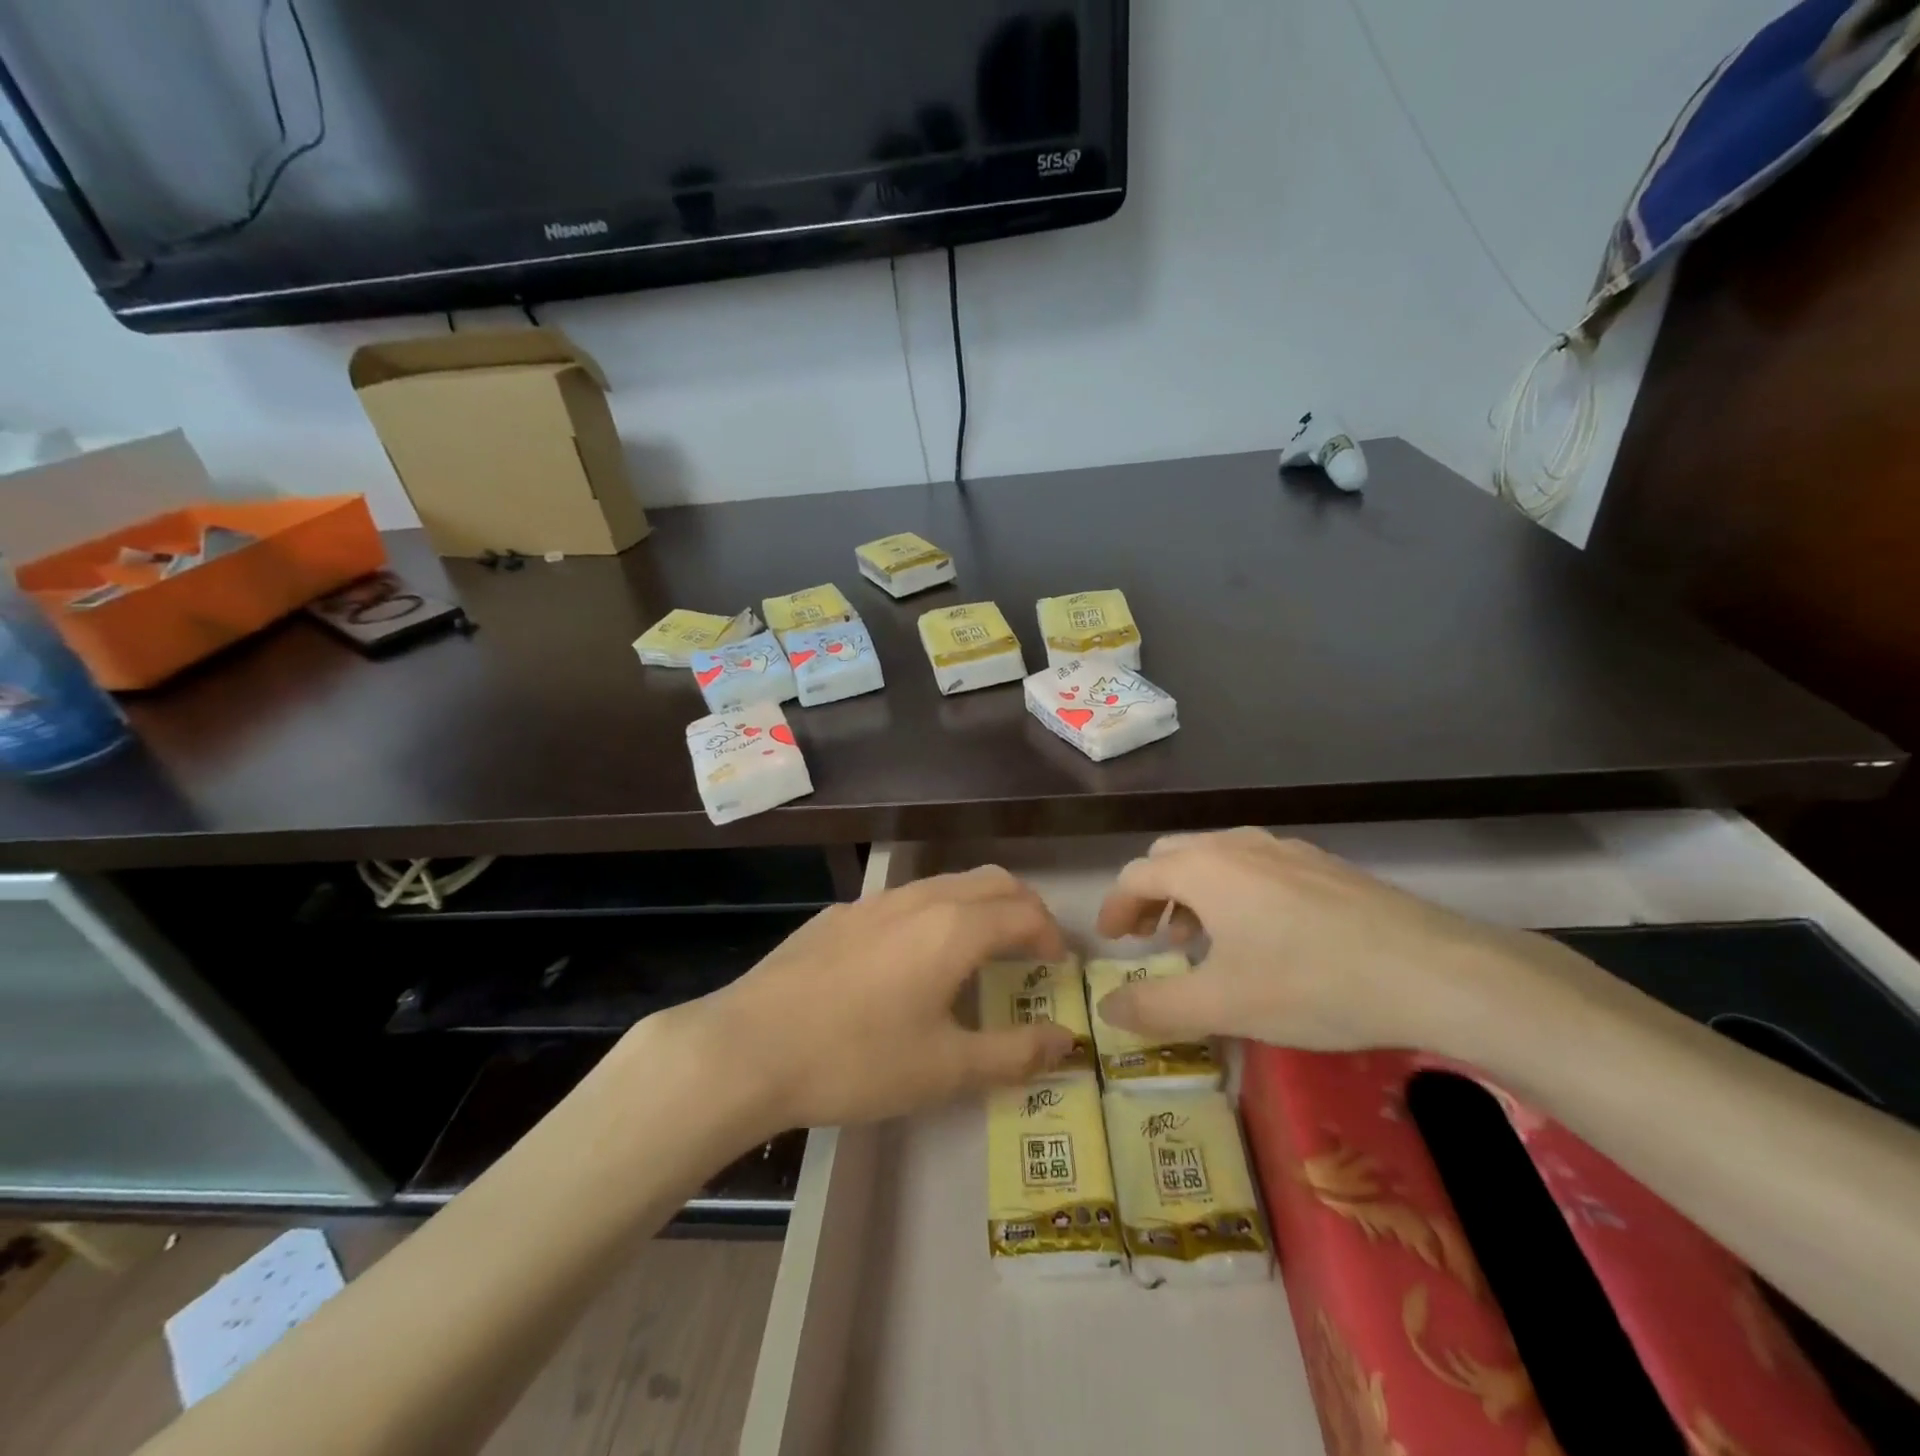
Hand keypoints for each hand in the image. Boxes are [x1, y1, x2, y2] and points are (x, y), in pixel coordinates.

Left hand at [685, 866, 1076, 1131]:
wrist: (749, 1047)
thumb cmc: (858, 1059)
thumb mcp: (945, 1069)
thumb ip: (1014, 1053)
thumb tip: (1066, 1042)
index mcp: (954, 928)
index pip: (1025, 912)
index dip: (1052, 935)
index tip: (1060, 965)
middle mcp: (920, 899)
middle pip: (991, 881)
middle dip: (1023, 907)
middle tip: (1033, 947)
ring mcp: (875, 901)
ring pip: (946, 884)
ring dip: (978, 906)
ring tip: (981, 950)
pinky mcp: (839, 914)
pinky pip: (905, 900)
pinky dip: (935, 914)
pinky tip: (911, 959)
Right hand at [1093, 828, 1566, 1053]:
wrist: (1432, 970)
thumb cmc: (1310, 984)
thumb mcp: (1222, 1006)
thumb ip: (1155, 1007)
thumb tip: (1106, 1008)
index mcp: (1203, 868)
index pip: (1136, 876)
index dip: (1115, 906)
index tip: (1111, 939)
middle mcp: (1236, 845)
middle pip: (1172, 857)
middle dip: (1151, 895)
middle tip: (1151, 938)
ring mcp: (1284, 849)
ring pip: (1216, 858)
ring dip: (1193, 892)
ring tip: (1201, 938)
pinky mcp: (1322, 864)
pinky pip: (1255, 865)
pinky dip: (1233, 890)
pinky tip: (1261, 933)